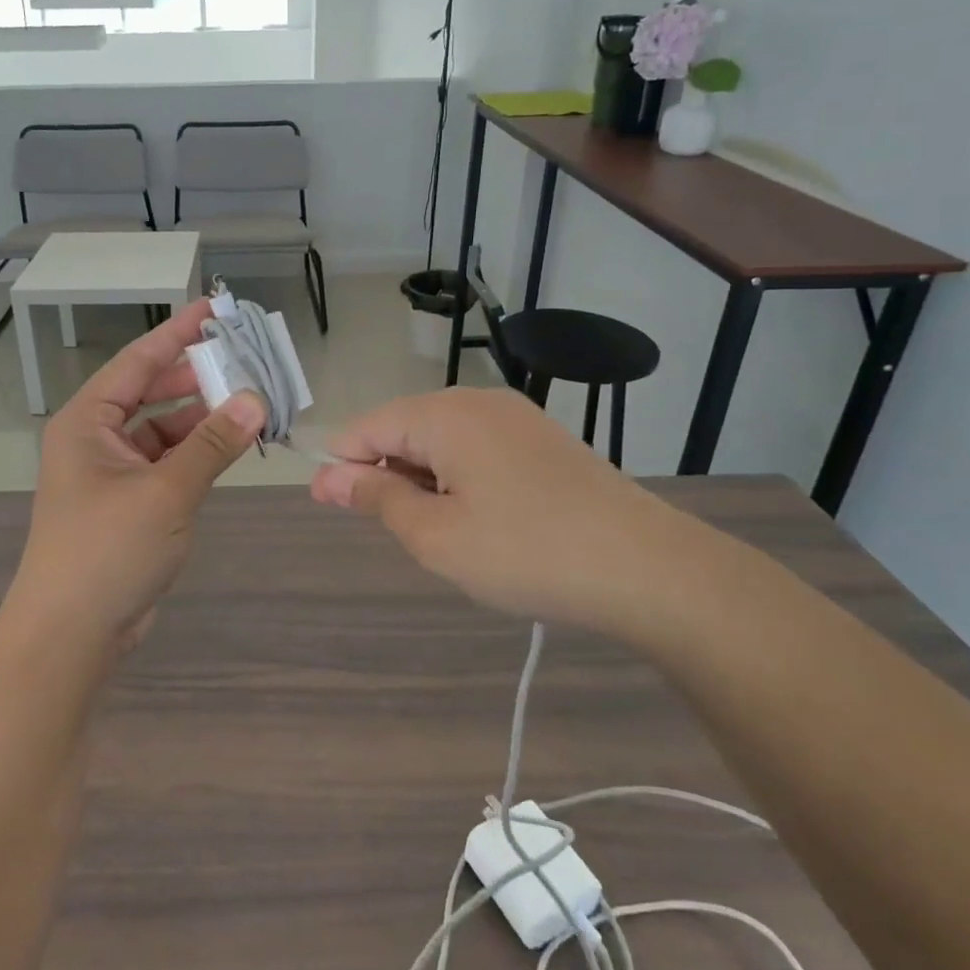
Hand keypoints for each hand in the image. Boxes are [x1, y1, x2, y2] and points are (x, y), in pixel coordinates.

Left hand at [10, 299, 265, 649]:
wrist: (71, 634)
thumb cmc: (107, 550)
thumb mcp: (165, 492)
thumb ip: (212, 445)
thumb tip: (255, 400)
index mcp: (87, 421)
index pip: (137, 361)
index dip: (176, 333)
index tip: (214, 310)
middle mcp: (96, 439)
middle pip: (151, 392)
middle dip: (196, 378)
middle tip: (245, 362)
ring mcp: (112, 473)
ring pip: (163, 430)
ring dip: (202, 419)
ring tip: (250, 405)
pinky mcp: (130, 504)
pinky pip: (168, 463)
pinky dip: (197, 454)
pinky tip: (230, 448)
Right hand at [309, 388, 720, 632]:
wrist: (646, 568)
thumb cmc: (525, 552)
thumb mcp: (435, 535)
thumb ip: (377, 497)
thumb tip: (329, 476)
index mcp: (445, 414)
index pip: (368, 426)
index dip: (339, 463)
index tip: (322, 502)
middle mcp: (478, 401)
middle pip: (405, 427)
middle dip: (382, 471)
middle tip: (384, 528)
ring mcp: (516, 418)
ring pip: (442, 439)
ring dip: (421, 478)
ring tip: (432, 530)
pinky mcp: (543, 440)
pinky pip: (477, 447)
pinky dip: (457, 477)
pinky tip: (473, 517)